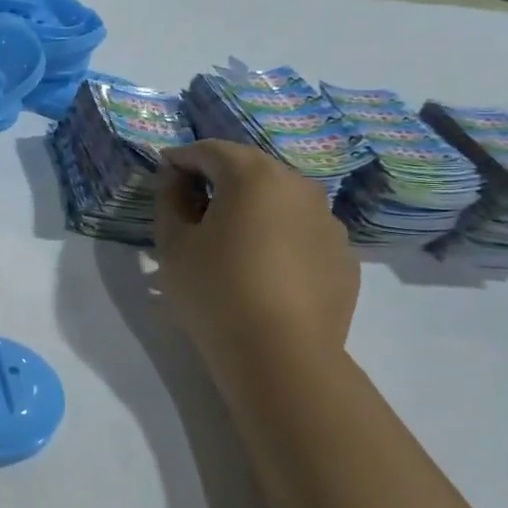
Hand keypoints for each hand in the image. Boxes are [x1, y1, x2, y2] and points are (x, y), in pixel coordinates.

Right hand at [153, 140, 358, 366]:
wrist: (281, 356)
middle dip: (220, 180)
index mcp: (254, 176)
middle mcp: (299, 187)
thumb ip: (169, 201)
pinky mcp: (344, 258)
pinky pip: (302, 235)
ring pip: (281, 203)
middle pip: (252, 171)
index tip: (163, 172)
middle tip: (193, 204)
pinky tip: (264, 271)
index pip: (212, 150)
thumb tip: (174, 180)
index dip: (182, 158)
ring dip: (253, 210)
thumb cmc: (215, 291)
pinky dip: (280, 239)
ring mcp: (329, 223)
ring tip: (231, 241)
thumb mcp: (173, 246)